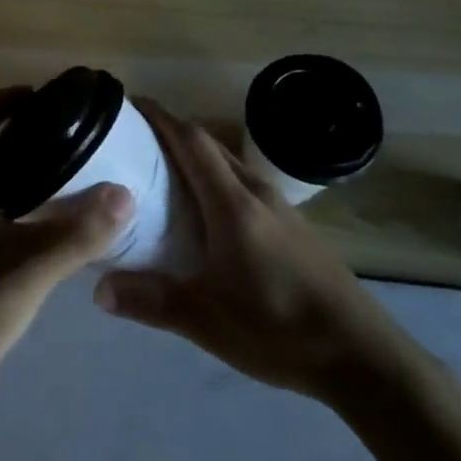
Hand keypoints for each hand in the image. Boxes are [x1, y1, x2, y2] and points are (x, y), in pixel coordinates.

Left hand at [0, 87, 134, 404]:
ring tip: (74, 166)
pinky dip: (29, 206)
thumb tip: (126, 193)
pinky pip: (2, 216)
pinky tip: (63, 222)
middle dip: (20, 132)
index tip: (40, 95)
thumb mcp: (31, 267)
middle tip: (68, 129)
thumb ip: (79, 232)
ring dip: (26, 169)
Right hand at [93, 98, 406, 401]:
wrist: (362, 355)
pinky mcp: (292, 227)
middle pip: (209, 146)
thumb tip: (98, 290)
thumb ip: (151, 302)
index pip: (192, 142)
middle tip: (132, 142)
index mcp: (233, 204)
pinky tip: (202, 213)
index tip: (130, 105)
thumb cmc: (279, 329)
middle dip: (172, 133)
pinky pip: (242, 186)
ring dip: (194, 158)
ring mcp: (279, 209)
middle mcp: (257, 193)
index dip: (161, 118)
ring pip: (228, 165)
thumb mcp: (206, 322)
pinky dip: (214, 181)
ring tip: (158, 174)